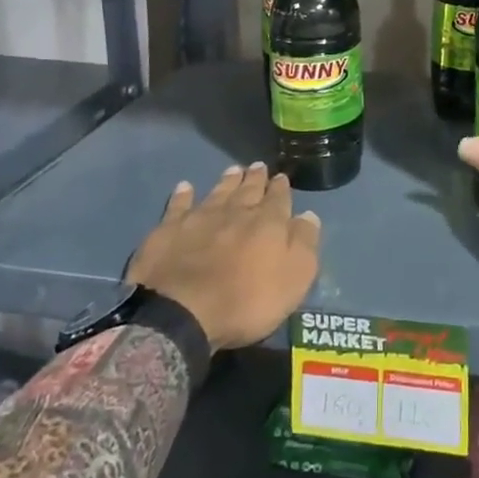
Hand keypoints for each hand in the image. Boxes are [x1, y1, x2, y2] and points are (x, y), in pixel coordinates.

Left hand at [127, 163, 320, 350]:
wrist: (183, 312)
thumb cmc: (247, 301)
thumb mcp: (294, 278)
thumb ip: (303, 243)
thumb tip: (308, 215)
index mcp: (268, 223)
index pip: (279, 198)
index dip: (281, 188)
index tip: (282, 177)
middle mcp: (235, 212)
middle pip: (248, 190)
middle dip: (255, 178)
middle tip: (258, 165)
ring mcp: (200, 218)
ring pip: (218, 192)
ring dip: (227, 181)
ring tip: (233, 169)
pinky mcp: (169, 230)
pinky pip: (178, 205)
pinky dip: (183, 195)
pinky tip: (185, 187)